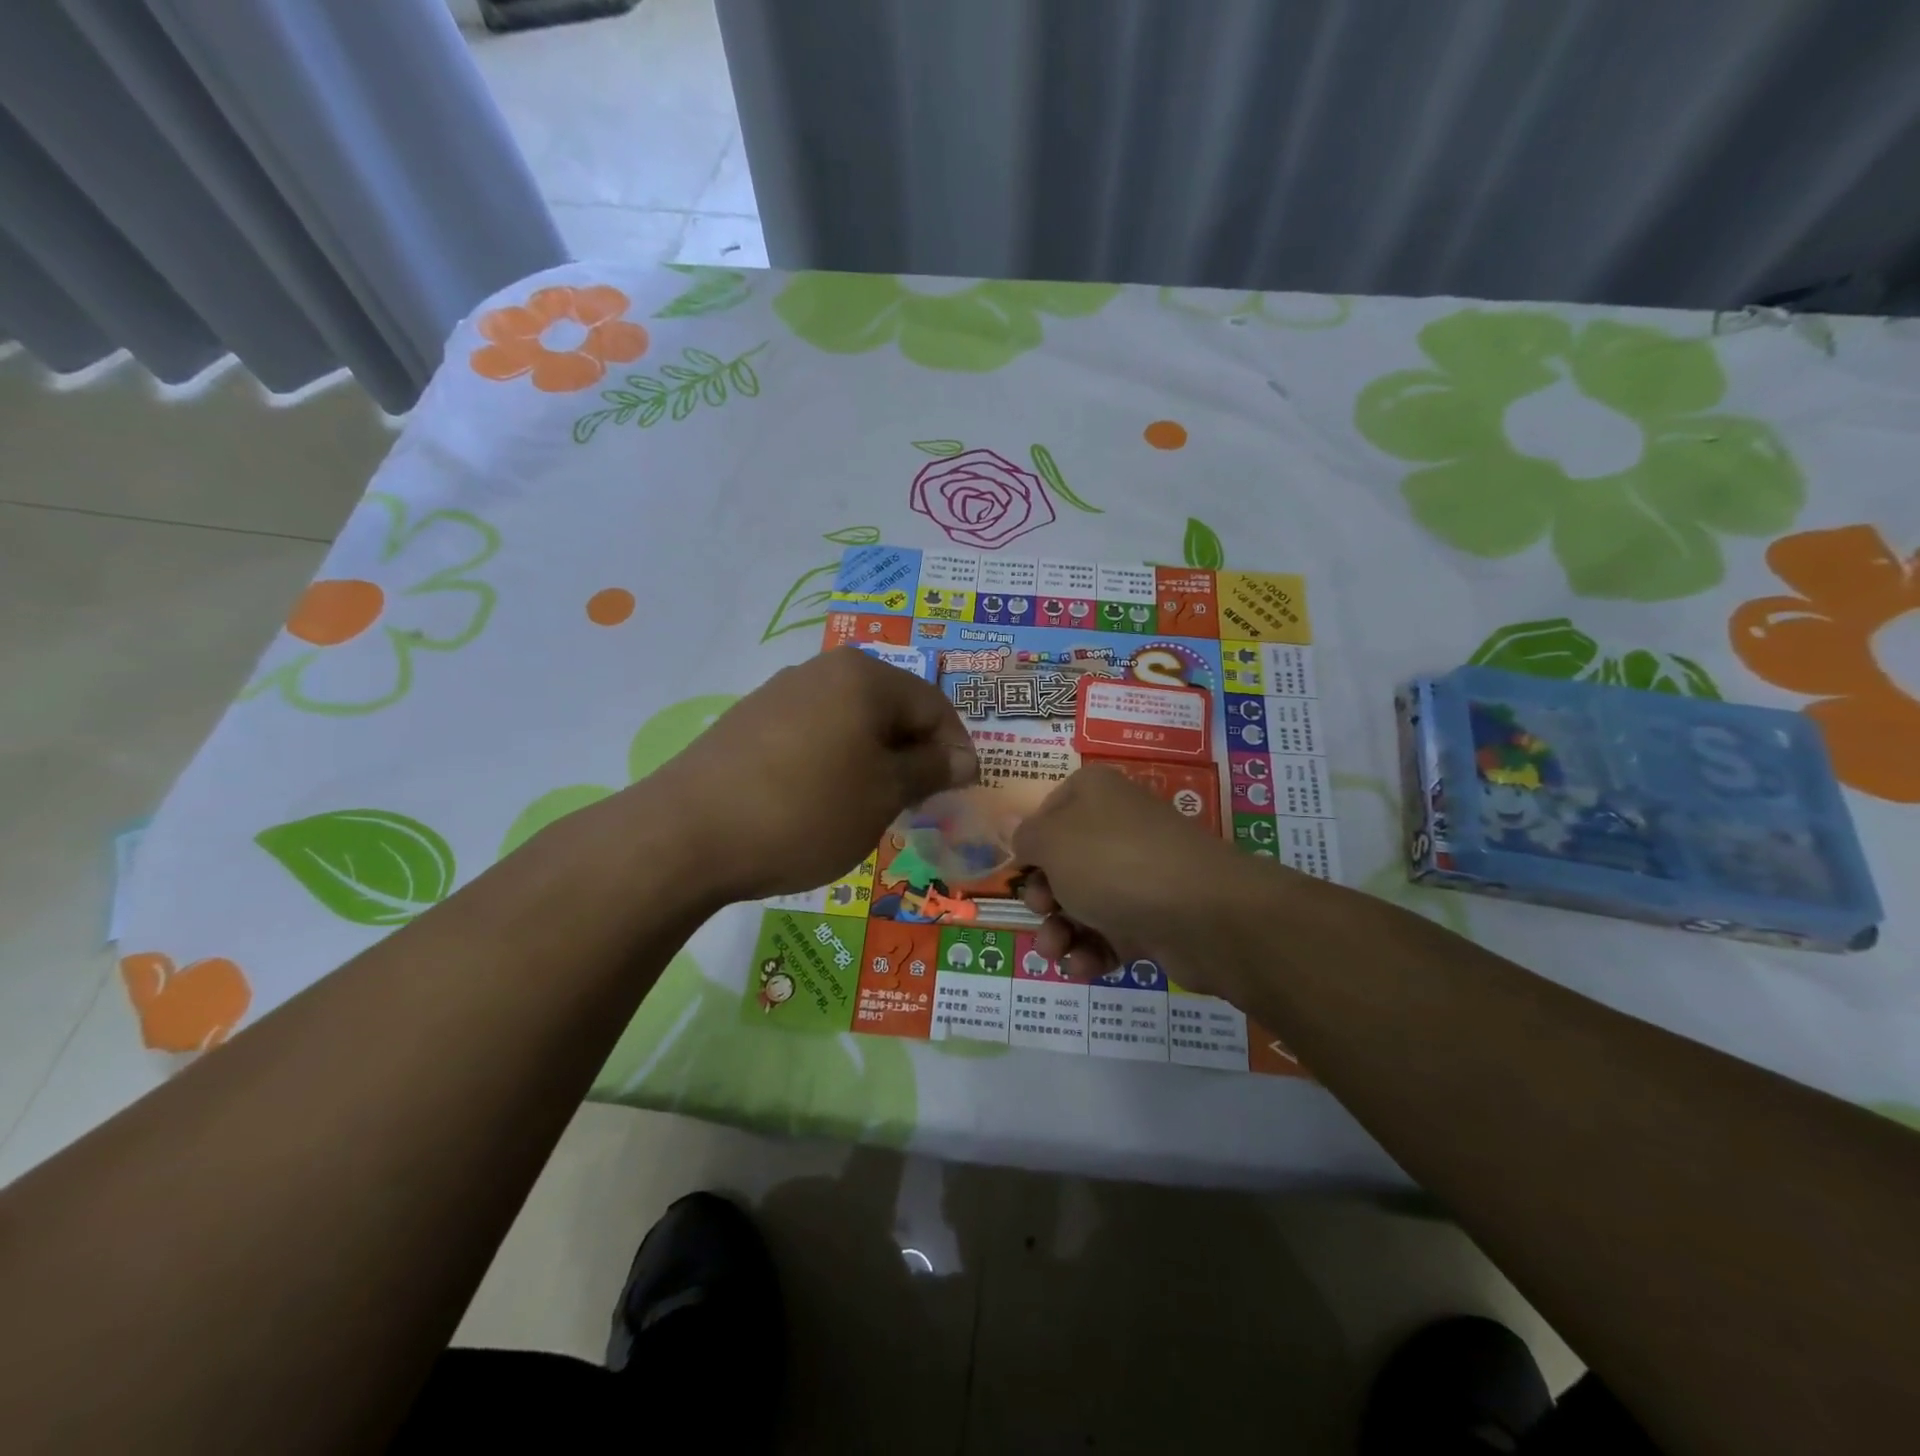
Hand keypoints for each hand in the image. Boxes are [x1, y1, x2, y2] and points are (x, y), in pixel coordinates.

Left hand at [649, 648, 976, 899]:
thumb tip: (962, 757)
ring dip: (873, 760)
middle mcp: (822, 670)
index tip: (959, 792)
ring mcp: (779, 693)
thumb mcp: (883, 795)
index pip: (933, 705)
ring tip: (869, 807)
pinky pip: (813, 735)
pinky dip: (833, 763)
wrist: (686, 835)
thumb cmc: (805, 811)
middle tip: (916, 803)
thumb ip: (929, 770)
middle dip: (911, 754)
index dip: (954, 749)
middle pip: (890, 708)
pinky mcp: (749, 722)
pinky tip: (820, 802)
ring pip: (850, 722)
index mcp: (864, 676)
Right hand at [1011, 766, 1264, 992]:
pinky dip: (1093, 950)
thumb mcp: (1051, 841)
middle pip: (1064, 863)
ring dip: (1061, 931)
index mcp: (1095, 794)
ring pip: (1085, 902)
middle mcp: (1118, 827)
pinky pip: (1113, 932)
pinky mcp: (1157, 916)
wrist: (1201, 914)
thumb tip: (1020, 834)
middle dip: (1044, 896)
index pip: (1049, 811)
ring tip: (1055, 951)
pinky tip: (1084, 966)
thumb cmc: (1112, 862)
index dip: (1030, 844)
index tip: (1020, 871)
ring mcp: (1141, 872)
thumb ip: (1025, 837)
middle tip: (1042, 911)